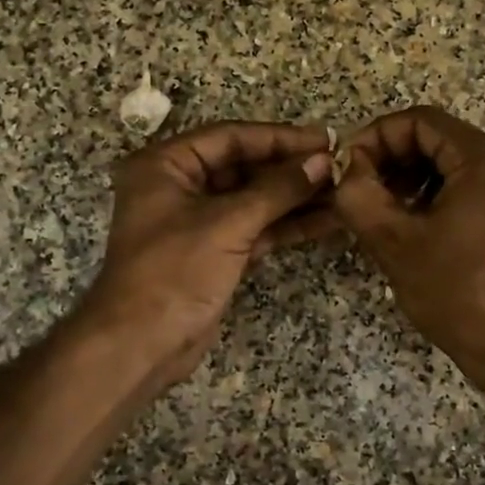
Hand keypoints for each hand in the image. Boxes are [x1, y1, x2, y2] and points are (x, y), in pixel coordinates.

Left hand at [81, 122, 335, 383]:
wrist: (140, 346)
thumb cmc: (174, 272)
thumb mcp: (227, 224)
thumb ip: (278, 189)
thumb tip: (323, 161)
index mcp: (165, 165)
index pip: (230, 137)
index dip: (280, 138)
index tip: (324, 139)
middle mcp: (178, 186)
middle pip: (244, 167)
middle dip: (291, 169)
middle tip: (340, 166)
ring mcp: (197, 221)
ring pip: (253, 200)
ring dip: (296, 198)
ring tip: (344, 191)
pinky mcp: (214, 252)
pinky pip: (255, 228)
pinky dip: (287, 225)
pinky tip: (327, 220)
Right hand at [331, 106, 484, 388]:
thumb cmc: (458, 294)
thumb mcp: (394, 243)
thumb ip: (358, 194)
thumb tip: (348, 167)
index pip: (420, 121)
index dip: (376, 136)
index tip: (349, 166)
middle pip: (438, 139)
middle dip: (393, 158)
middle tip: (361, 187)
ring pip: (453, 162)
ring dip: (412, 177)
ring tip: (383, 208)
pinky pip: (472, 184)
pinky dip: (437, 193)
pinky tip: (415, 223)